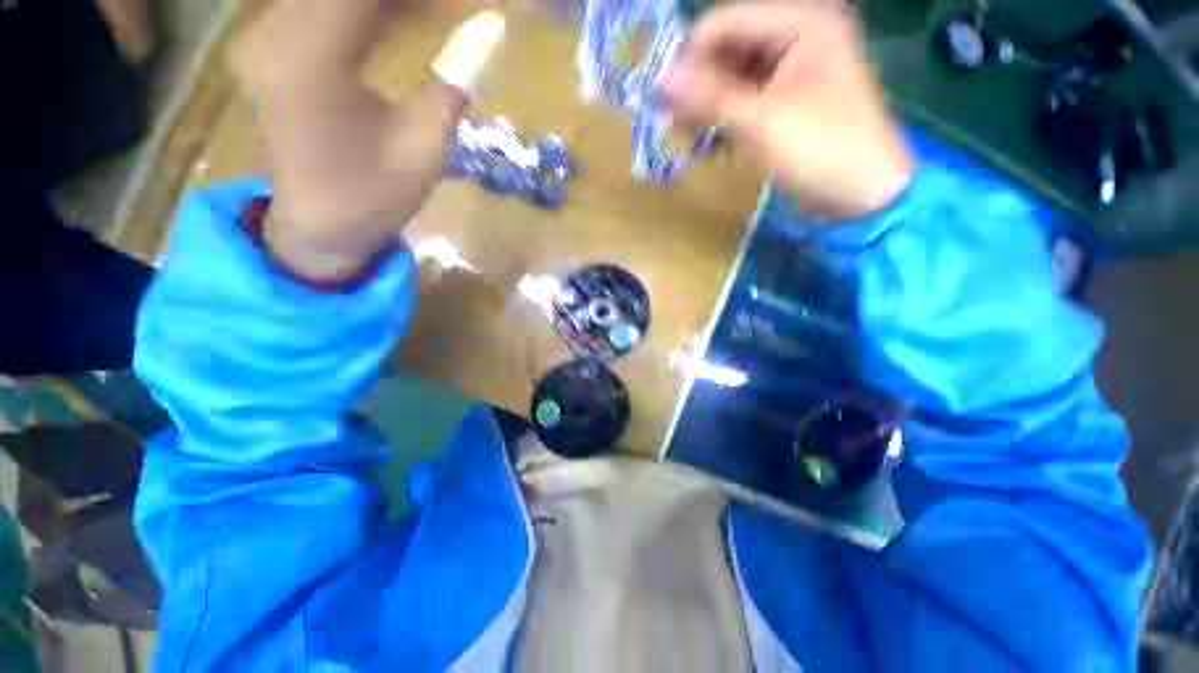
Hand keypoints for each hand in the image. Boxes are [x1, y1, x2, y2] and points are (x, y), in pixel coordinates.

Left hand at [229, 0, 492, 280]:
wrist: (318, 225)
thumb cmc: (373, 200)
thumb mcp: (424, 151)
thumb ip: (453, 87)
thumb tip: (490, 31)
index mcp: (311, 60)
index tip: (461, 5)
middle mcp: (277, 33)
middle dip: (407, 0)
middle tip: (452, 13)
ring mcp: (271, 36)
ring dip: (390, 5)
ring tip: (436, 17)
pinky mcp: (278, 46)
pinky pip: (329, 7)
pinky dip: (372, 9)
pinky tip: (407, 19)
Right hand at [661, 2, 914, 218]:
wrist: (864, 194)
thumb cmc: (821, 151)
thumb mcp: (761, 123)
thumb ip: (710, 98)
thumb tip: (660, 79)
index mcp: (803, 22)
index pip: (727, 22)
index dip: (690, 55)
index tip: (661, 95)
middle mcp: (799, 34)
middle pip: (730, 48)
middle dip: (698, 84)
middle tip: (671, 120)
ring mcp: (795, 68)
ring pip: (734, 76)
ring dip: (707, 105)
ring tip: (686, 135)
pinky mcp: (789, 98)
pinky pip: (746, 98)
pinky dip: (724, 118)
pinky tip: (709, 142)